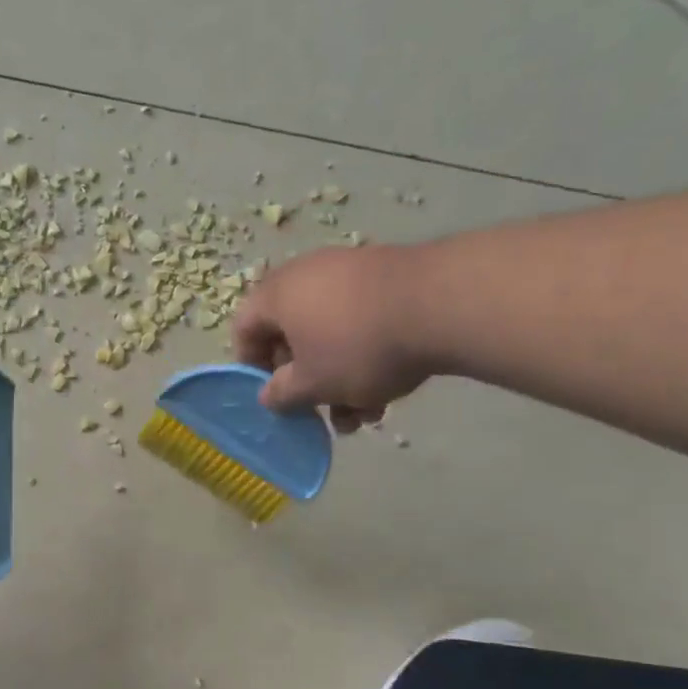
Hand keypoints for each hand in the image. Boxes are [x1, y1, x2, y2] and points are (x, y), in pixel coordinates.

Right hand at [231, 245, 430, 432]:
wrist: (443, 304)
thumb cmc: (358, 347)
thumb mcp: (312, 384)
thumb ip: (281, 394)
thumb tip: (268, 394)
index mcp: (277, 295)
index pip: (244, 329)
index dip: (251, 367)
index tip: (272, 396)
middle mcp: (307, 275)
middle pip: (291, 335)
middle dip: (305, 382)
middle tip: (320, 412)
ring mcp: (350, 272)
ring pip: (330, 335)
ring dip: (339, 378)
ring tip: (362, 415)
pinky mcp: (387, 278)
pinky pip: (360, 322)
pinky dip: (365, 356)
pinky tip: (388, 393)